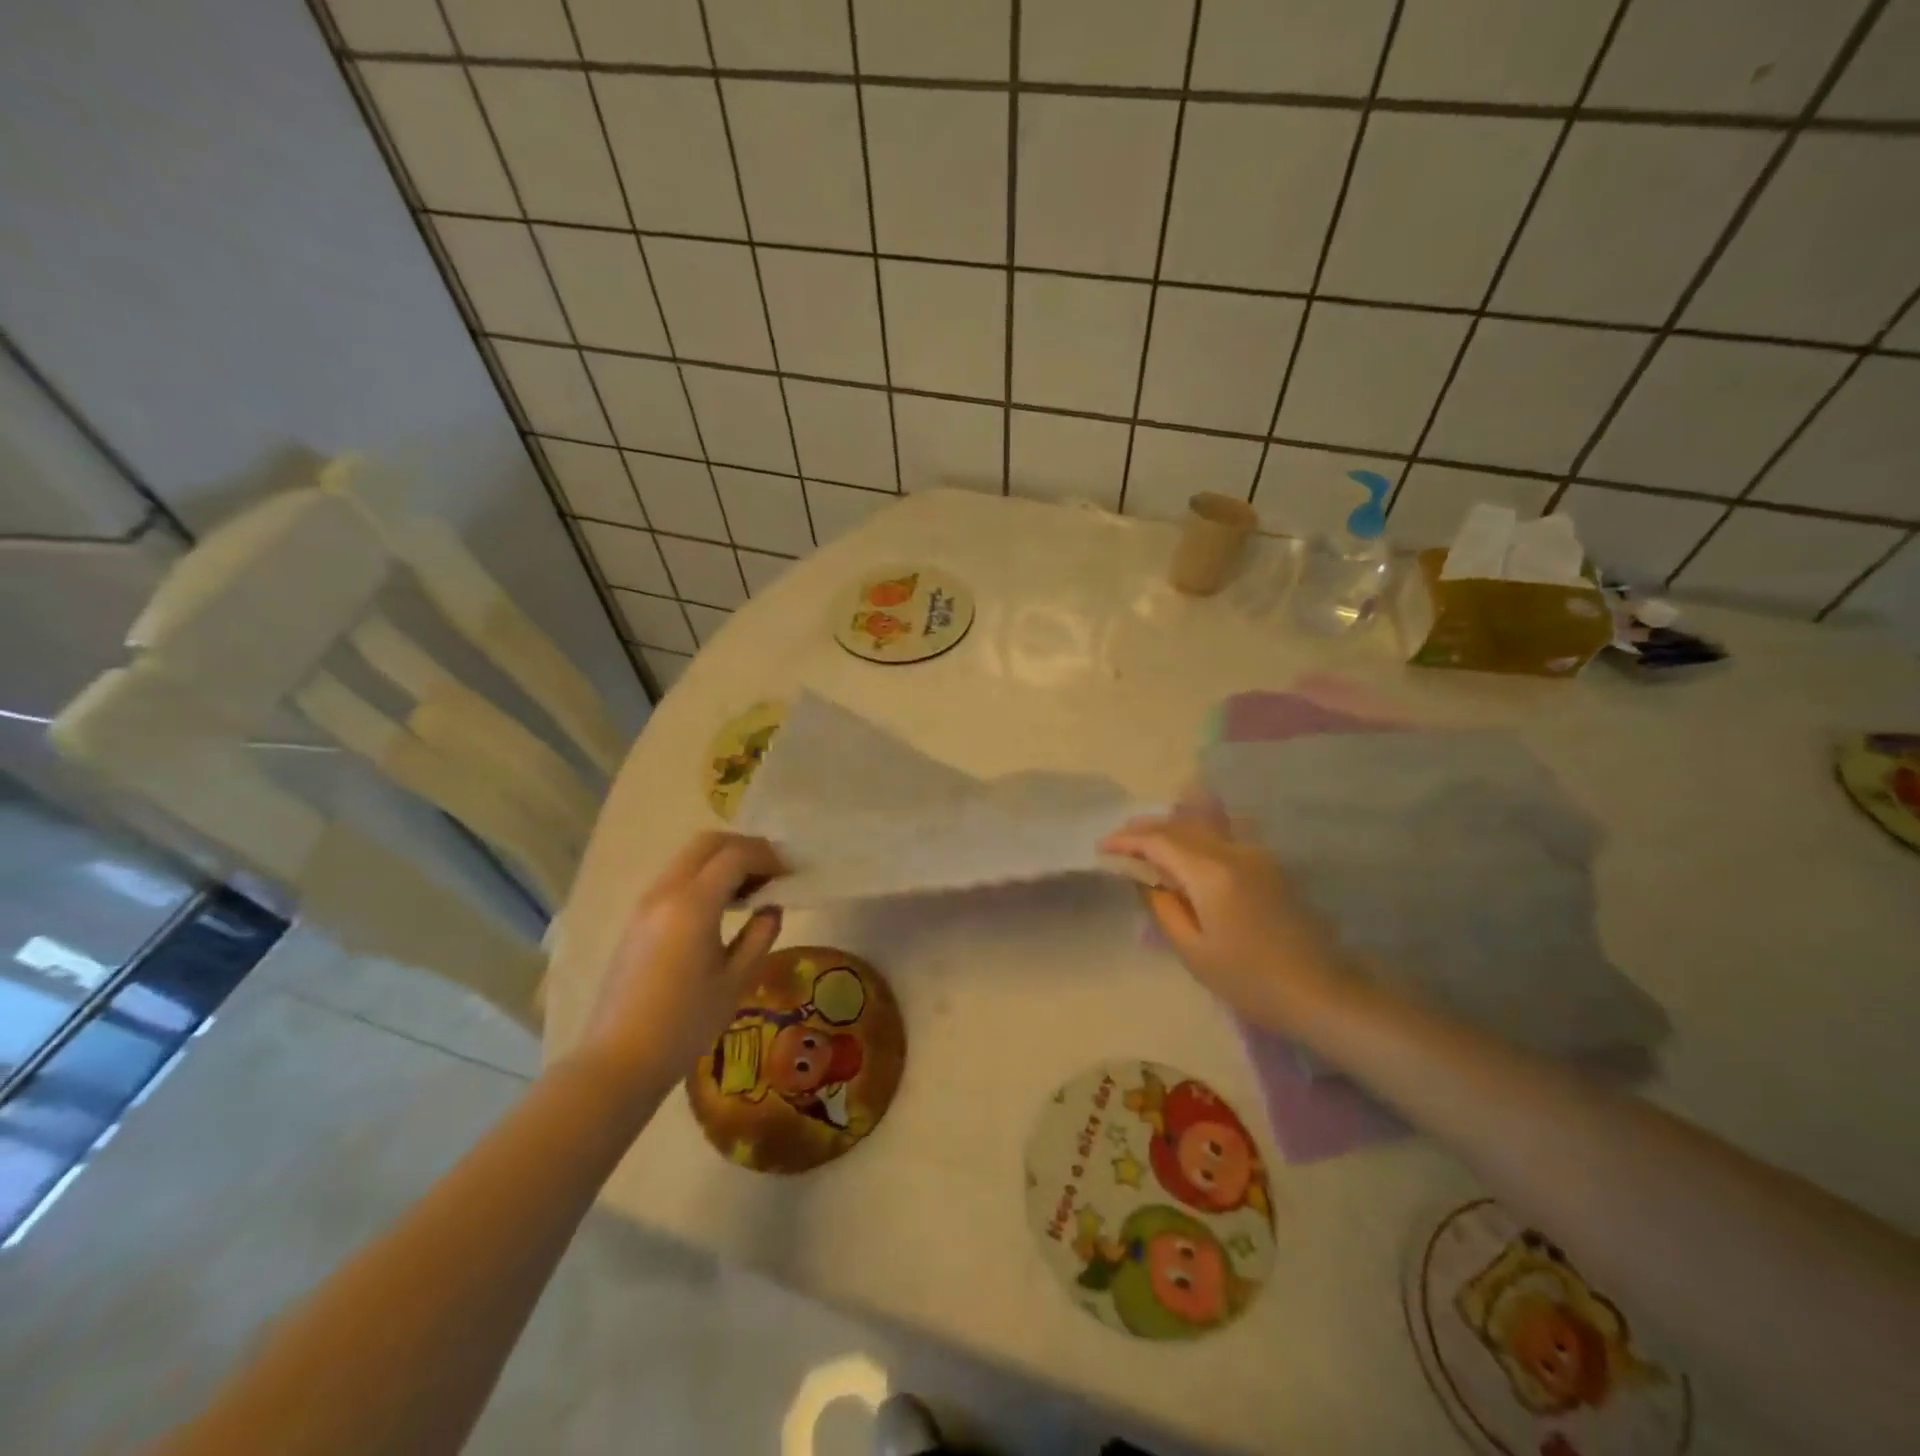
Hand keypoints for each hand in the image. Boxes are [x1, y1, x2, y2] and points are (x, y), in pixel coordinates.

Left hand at [571, 832, 784, 1106]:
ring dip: (722, 862)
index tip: (791, 873)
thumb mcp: (736, 981)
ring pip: (688, 859)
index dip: (768, 857)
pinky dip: (703, 878)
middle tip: (772, 872)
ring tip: (751, 891)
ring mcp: (646, 904)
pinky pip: (675, 879)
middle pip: (708, 844)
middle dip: (744, 848)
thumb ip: (760, 936)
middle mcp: (666, 892)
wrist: (619, 1060)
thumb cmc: (685, 1024)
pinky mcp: (637, 920)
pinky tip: (721, 909)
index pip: (736, 856)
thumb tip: (772, 908)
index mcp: (693, 904)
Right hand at [1101, 815, 1350, 1034]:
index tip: (1103, 848)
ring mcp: (1256, 855)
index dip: (1127, 840)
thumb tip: (1147, 880)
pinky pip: (1224, 836)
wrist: (1321, 992)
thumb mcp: (1193, 951)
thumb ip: (1164, 908)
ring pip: (1204, 826)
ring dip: (1171, 828)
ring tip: (1148, 841)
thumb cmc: (1250, 980)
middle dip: (1146, 829)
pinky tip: (1188, 849)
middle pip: (1181, 825)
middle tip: (1119, 842)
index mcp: (1210, 873)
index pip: (1159, 841)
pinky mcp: (1270, 865)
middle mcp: (1233, 852)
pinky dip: (1197, 835)